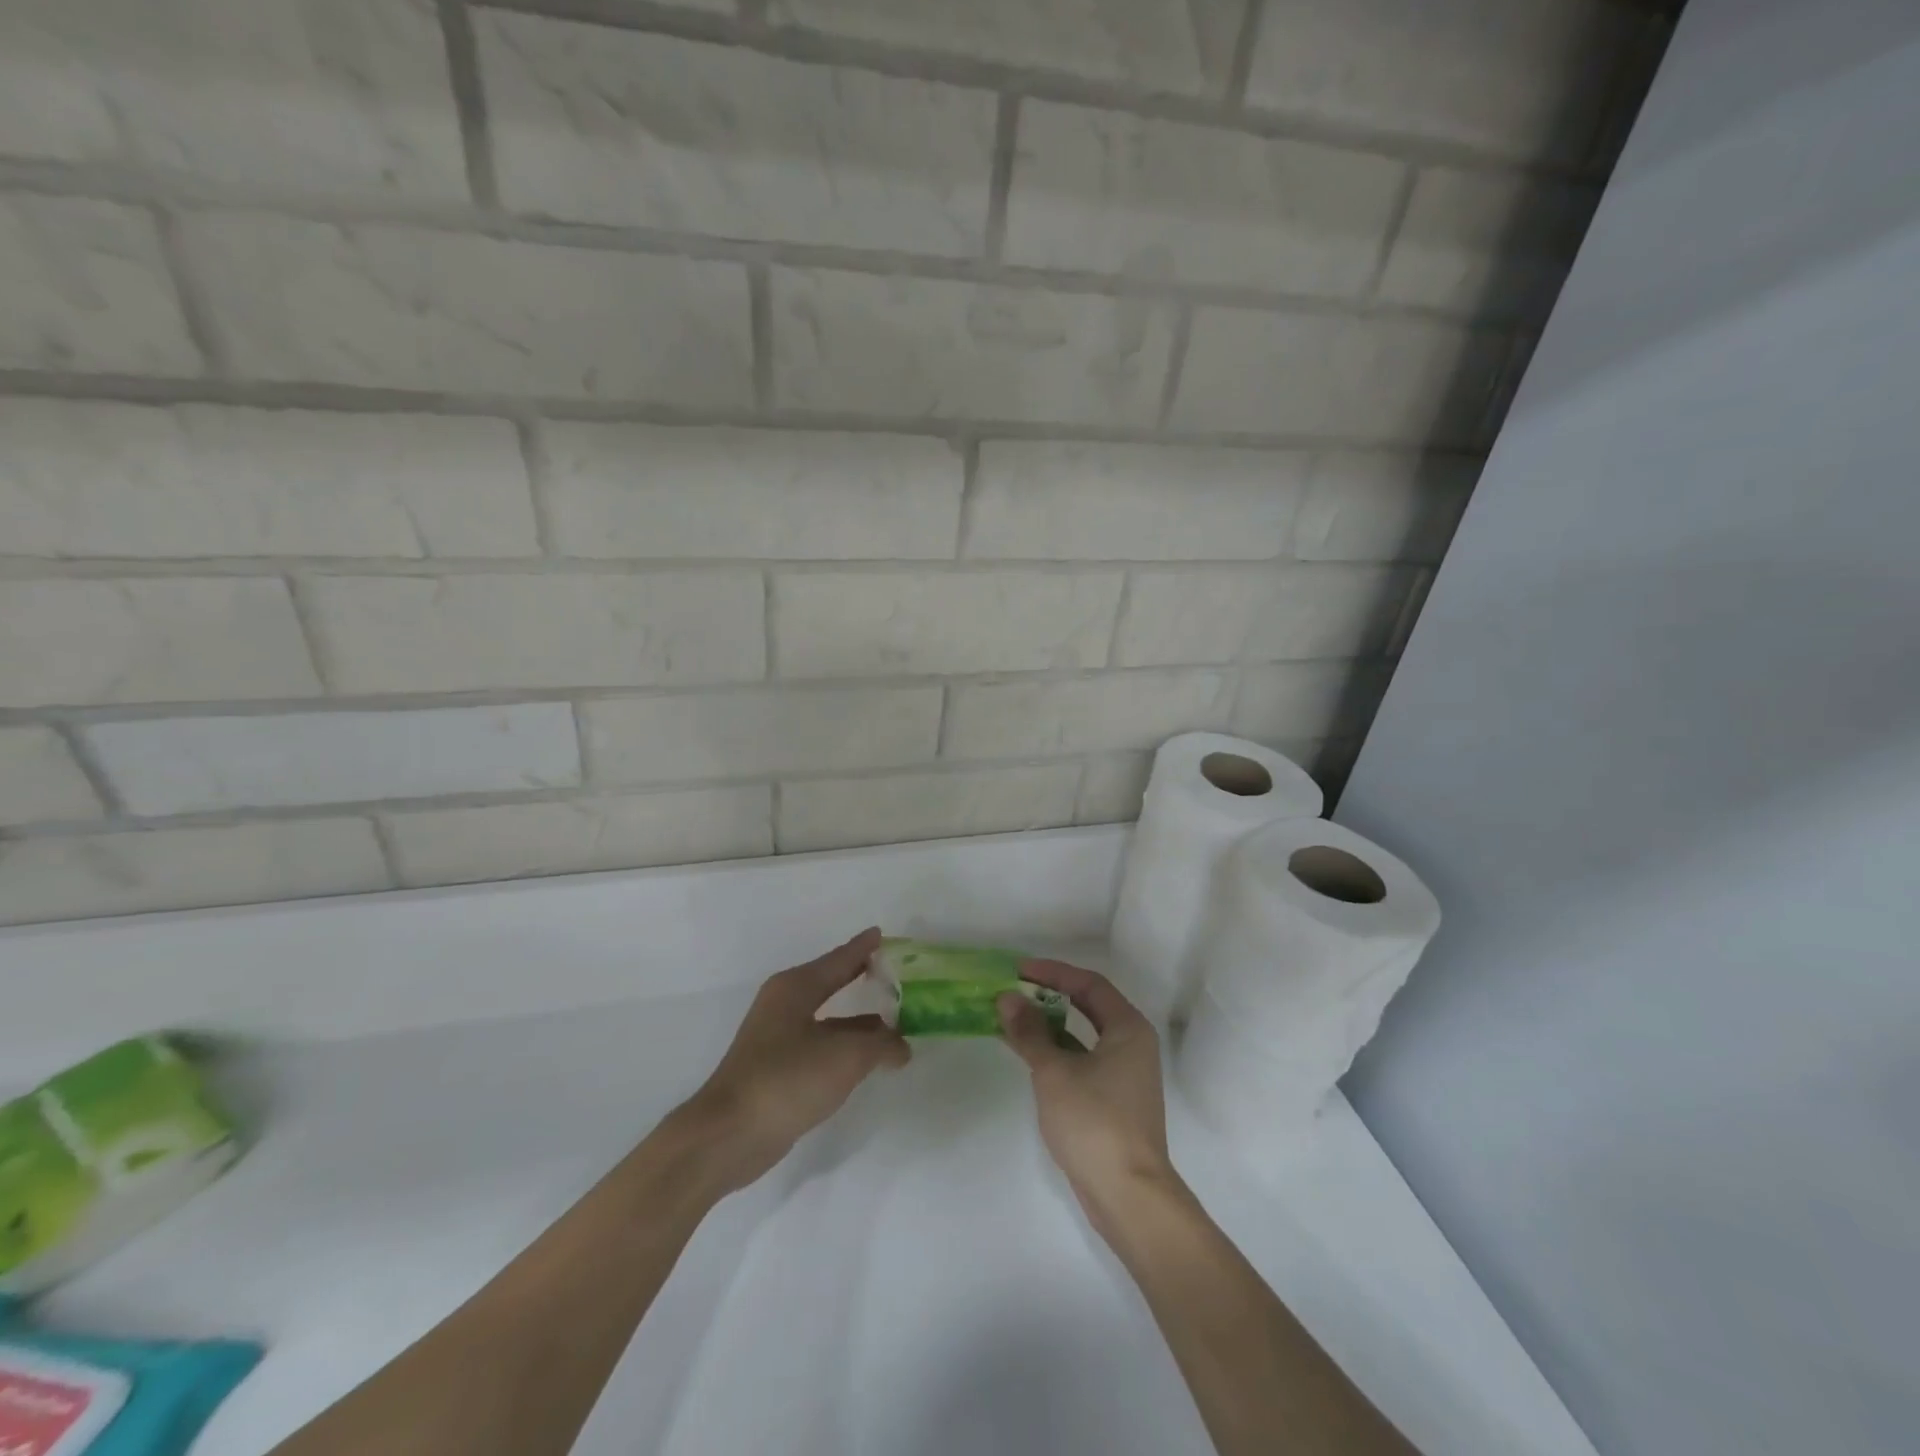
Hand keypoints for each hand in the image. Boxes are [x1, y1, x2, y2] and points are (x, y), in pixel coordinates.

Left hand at [682, 927, 909, 1193]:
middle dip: (861, 978)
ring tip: (893, 1024)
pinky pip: (820, 1045)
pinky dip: (844, 1046)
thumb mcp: (846, 1057)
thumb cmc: (787, 1080)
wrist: (729, 1135)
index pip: (839, 959)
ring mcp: (776, 1037)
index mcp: (796, 987)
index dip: (863, 948)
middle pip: (831, 983)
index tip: (882, 934)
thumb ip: (881, 1045)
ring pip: (827, 1018)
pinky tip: (864, 1059)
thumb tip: (901, 1045)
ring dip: (858, 1021)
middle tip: (894, 974)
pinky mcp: (776, 1068)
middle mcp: (784, 1004)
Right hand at [997, 961, 1179, 1230]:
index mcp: (1128, 1028)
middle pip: (1088, 1006)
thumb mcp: (1054, 1071)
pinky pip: (1081, 1060)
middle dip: (1049, 996)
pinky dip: (1055, 1051)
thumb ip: (1030, 1032)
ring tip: (1011, 1019)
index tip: (1018, 970)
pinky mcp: (1113, 1100)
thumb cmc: (1095, 1122)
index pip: (1089, 984)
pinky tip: (1028, 1054)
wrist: (1128, 1196)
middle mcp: (1132, 1044)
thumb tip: (1007, 998)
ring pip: (1082, 1036)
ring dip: (1049, 1025)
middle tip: (1013, 991)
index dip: (1053, 973)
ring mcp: (1124, 1074)